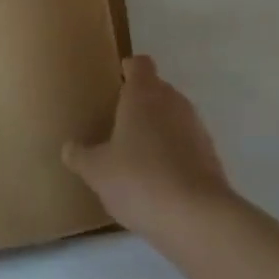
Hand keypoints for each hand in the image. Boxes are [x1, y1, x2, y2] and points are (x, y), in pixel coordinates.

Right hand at [63, 56, 234, 238]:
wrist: (195, 214)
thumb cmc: (139, 179)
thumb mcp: (98, 171)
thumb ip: (81, 156)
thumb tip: (69, 147)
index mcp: (144, 94)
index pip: (140, 64)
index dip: (128, 69)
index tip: (117, 80)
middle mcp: (173, 100)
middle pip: (157, 89)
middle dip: (140, 103)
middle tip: (118, 123)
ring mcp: (195, 124)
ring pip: (173, 115)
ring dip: (158, 128)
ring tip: (137, 154)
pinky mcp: (209, 151)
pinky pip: (186, 141)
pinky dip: (174, 151)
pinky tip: (159, 178)